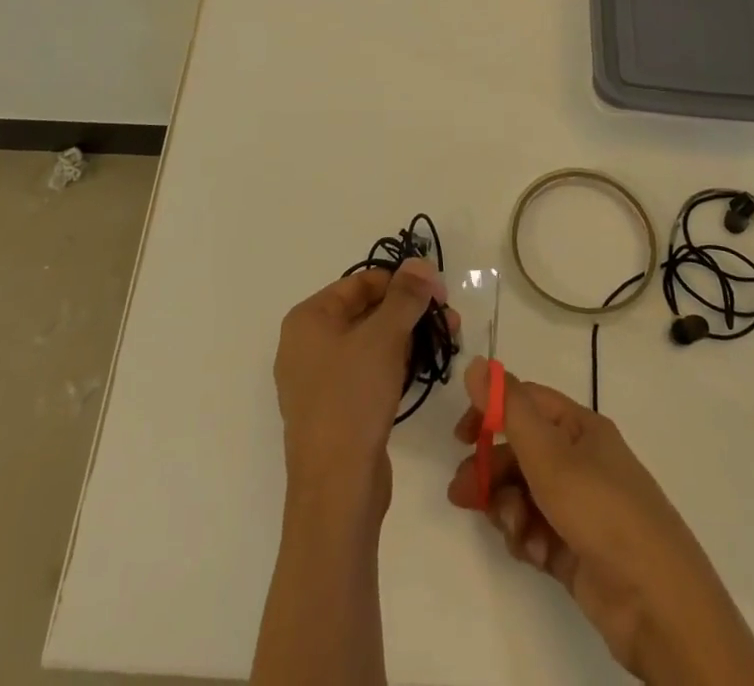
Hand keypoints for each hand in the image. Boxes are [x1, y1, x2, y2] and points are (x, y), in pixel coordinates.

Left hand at [274, 260, 454, 521]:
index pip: (360, 283)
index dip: (401, 282)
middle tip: (448, 320)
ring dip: (406, 339)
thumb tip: (420, 263)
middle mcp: (305, 344)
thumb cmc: (353, 399)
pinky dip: (392, 366)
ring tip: (445, 343)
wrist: (336, 490)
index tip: (438, 292)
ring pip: (368, 344)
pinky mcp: (332, 410)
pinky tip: (421, 371)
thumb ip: (405, 296)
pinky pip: (365, 373)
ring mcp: (317, 380)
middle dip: (408, 312)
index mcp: (307, 319)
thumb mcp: (384, 338)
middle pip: (365, 312)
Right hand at [447, 359, 753, 685]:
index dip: (490, 412)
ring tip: (513, 531)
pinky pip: (536, 530)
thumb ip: (509, 409)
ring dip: (508, 508)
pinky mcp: (576, 550)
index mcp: (581, 428)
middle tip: (462, 494)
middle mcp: (581, 461)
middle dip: (491, 470)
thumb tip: (476, 362)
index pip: (526, 403)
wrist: (660, 608)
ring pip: (524, 494)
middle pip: (520, 452)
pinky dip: (526, 537)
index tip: (460, 437)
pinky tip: (530, 551)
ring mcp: (580, 508)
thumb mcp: (551, 456)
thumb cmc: (603, 513)